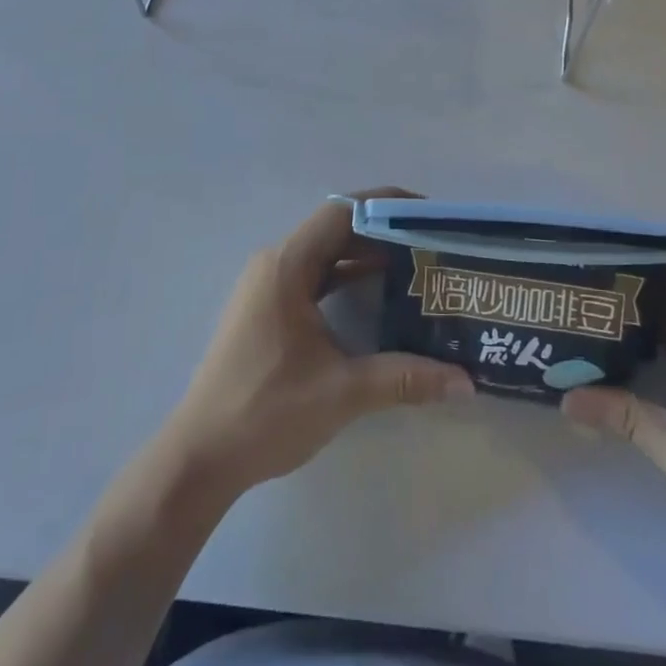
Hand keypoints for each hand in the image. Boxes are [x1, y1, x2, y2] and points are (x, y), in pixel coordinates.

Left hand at [159, 194, 473, 498]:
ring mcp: (267, 287)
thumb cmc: (266, 412)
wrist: (199, 458)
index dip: (386, 206)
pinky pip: (314, 278)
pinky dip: (346, 279)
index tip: (428, 214)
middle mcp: (275, 263)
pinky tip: (378, 296)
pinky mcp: (266, 310)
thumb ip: (405, 379)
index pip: (342, 212)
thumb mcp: (342, 392)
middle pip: (336, 230)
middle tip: (431, 243)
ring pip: (325, 255)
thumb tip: (466, 383)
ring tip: (415, 265)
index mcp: (287, 264)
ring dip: (366, 257)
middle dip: (384, 232)